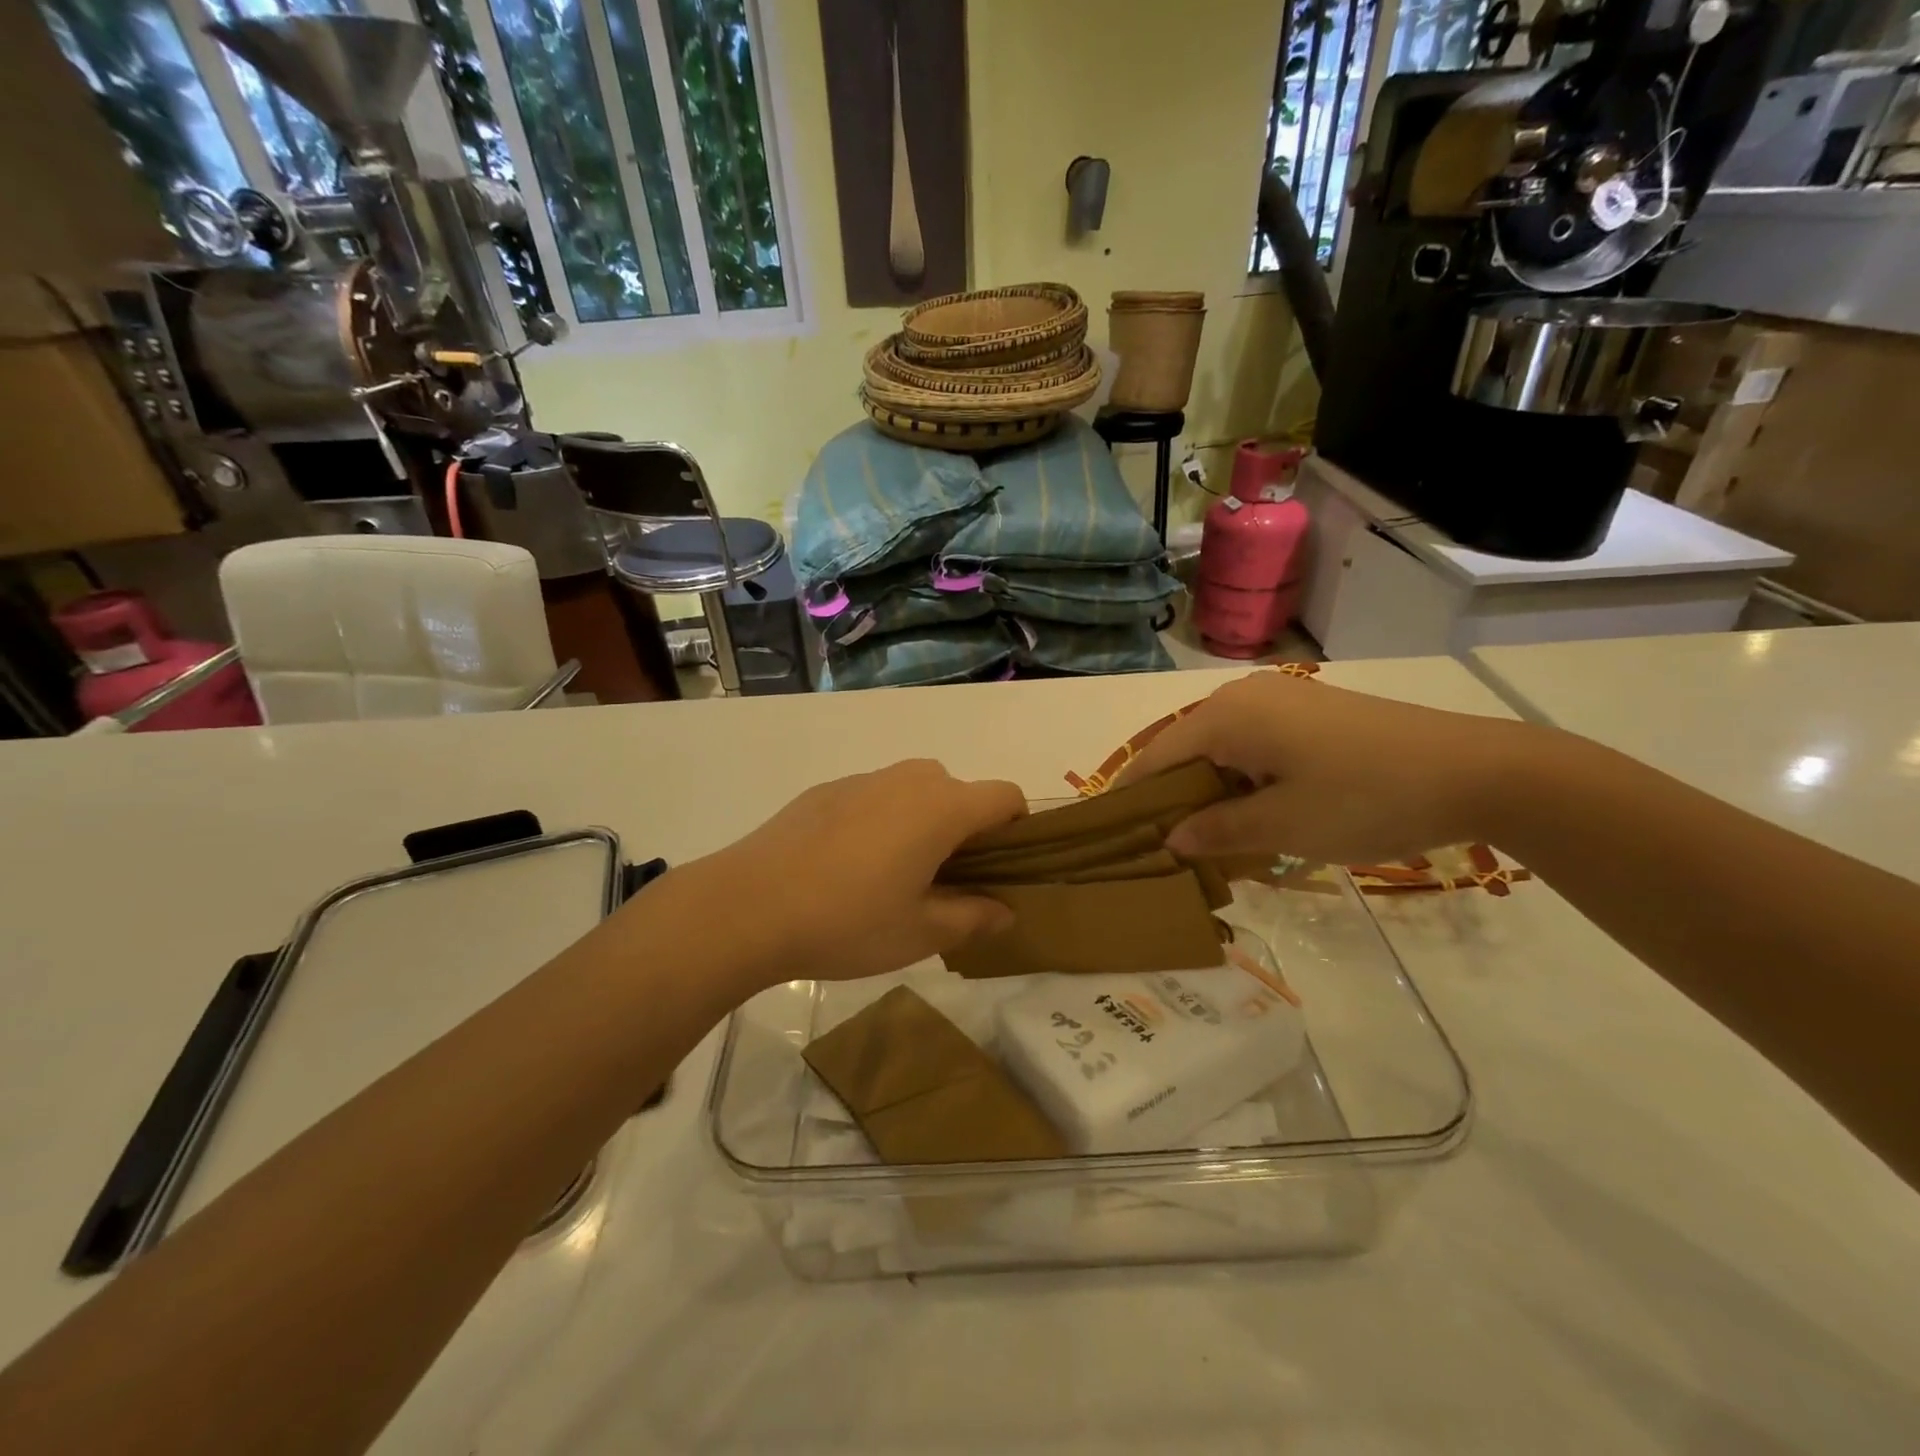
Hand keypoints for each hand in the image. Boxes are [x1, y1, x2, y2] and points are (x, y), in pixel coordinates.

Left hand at [676, 760, 1026, 988]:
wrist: (747, 905)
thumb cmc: (847, 921)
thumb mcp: (920, 933)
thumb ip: (973, 917)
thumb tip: (1005, 910)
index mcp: (943, 807)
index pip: (1006, 797)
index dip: (1017, 830)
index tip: (1002, 870)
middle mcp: (909, 779)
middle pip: (961, 792)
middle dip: (967, 830)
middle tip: (947, 882)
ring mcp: (864, 778)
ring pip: (916, 792)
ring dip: (923, 823)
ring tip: (895, 875)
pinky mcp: (826, 789)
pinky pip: (874, 797)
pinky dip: (882, 821)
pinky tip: (847, 867)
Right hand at [1118, 672, 1521, 864]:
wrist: (1476, 771)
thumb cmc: (1366, 798)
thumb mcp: (1284, 826)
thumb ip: (1217, 831)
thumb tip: (1170, 839)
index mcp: (1227, 716)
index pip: (1156, 757)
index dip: (1131, 797)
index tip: (1109, 835)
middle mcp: (1243, 697)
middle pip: (1184, 750)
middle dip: (1170, 798)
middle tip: (1159, 847)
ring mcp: (1280, 700)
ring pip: (1219, 749)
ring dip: (1207, 791)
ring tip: (1201, 838)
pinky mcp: (1308, 712)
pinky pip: (1252, 745)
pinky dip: (1239, 779)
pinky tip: (1248, 813)